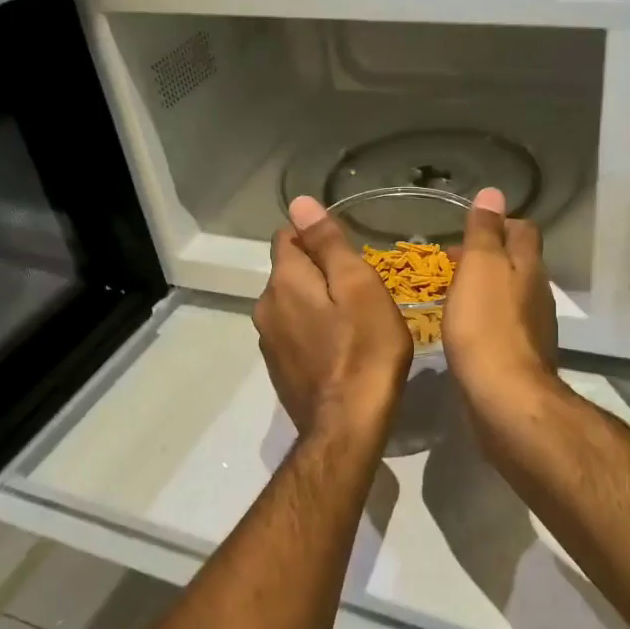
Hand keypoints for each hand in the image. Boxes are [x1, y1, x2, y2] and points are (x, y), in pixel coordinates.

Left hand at [254, 195, 411, 438]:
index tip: (349, 255)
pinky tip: (340, 348)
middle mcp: (265, 306)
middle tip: (361, 290)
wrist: (348, 426)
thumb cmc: (364, 349)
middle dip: (319, 272)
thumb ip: (327, 243)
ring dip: (317, 303)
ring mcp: (269, 341)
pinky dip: (314, 331)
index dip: (317, 237)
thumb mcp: (357, 286)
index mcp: (283, 281)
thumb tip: (299, 202)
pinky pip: (295, 333)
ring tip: (354, 320)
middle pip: (289, 271)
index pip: (287, 236)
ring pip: (292, 303)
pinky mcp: (279, 368)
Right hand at [443, 187, 560, 423]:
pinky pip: (504, 326)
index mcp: (528, 266)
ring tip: (452, 294)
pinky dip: (486, 319)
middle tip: (451, 262)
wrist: (504, 397)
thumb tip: (495, 192)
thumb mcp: (480, 267)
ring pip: (510, 295)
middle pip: (518, 262)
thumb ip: (486, 231)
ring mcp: (533, 327)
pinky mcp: (521, 357)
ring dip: (486, 288)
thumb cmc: (486, 325)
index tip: (469, 231)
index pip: (523, 230)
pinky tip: (464, 330)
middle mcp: (537, 293)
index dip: (500, 223)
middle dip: (488, 257)